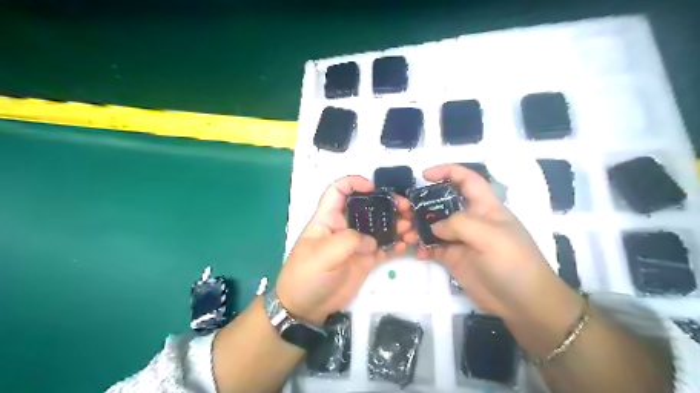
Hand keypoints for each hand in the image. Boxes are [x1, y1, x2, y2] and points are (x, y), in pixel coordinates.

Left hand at [276, 177, 417, 323]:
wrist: (305, 308)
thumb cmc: (307, 275)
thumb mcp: (323, 254)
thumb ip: (349, 241)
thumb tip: (372, 242)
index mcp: (329, 218)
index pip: (339, 190)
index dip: (355, 183)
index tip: (374, 188)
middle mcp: (345, 227)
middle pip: (368, 207)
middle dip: (388, 204)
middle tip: (406, 209)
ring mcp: (357, 244)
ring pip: (380, 227)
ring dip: (397, 224)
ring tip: (411, 229)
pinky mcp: (365, 260)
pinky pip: (384, 248)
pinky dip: (396, 245)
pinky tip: (406, 245)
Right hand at [415, 165, 579, 329]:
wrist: (522, 304)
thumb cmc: (513, 263)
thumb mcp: (491, 236)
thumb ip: (460, 224)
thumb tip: (435, 227)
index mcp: (485, 207)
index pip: (466, 180)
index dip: (447, 172)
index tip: (424, 176)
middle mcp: (470, 220)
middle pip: (442, 203)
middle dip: (423, 204)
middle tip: (404, 211)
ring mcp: (460, 240)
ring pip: (433, 226)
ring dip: (418, 227)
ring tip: (406, 234)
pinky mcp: (453, 258)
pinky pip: (432, 247)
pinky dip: (422, 248)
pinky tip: (417, 253)